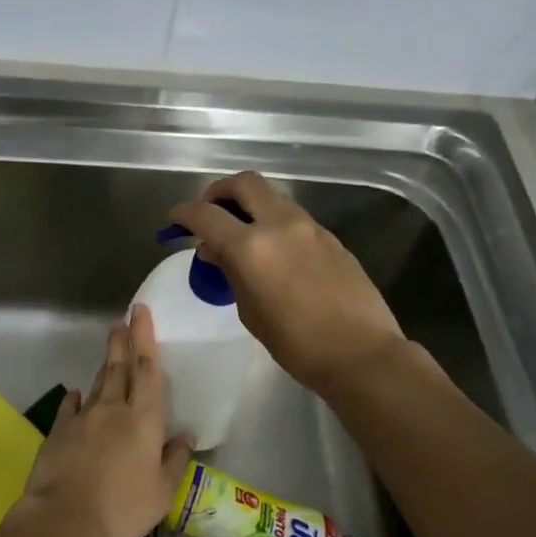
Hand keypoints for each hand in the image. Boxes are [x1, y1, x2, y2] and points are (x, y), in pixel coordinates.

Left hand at [14, 305, 192, 536]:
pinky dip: (75, 398)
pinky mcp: (58, 432)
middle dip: (122, 341)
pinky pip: (69, 408)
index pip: (147, 369)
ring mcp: (82, 419)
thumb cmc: (121, 507)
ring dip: (104, 366)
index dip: (145, 338)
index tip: (140, 312)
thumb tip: (185, 437)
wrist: (62, 518)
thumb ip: (175, 461)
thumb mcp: (162, 492)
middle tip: (121, 320)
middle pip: (118, 368)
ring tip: (109, 351)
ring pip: (97, 384)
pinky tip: (76, 393)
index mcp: (143, 420)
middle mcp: (113, 410)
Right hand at [166, 172, 407, 395]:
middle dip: (219, 192)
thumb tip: (214, 250)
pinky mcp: (330, 237)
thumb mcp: (250, 310)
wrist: (360, 353)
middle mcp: (280, 224)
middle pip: (244, 183)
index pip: (206, 214)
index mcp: (251, 246)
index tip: (175, 220)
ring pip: (272, 196)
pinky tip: (272, 251)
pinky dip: (273, 222)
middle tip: (210, 214)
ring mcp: (309, 227)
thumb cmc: (295, 343)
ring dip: (250, 205)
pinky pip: (293, 216)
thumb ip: (230, 272)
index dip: (184, 213)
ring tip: (240, 234)